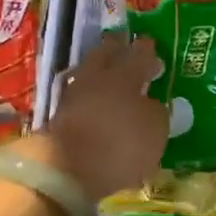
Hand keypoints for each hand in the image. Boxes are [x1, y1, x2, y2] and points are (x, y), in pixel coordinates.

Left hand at [27, 36, 167, 200]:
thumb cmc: (121, 145)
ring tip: (110, 75)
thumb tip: (150, 103)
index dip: (146, 50)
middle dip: (115, 48)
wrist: (67, 172)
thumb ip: (156, 111)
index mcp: (124, 75)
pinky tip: (97, 101)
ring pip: (88, 73)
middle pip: (105, 54)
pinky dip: (90, 95)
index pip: (138, 55)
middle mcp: (96, 78)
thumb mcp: (155, 129)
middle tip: (124, 44)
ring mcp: (74, 96)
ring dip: (99, 71)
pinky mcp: (59, 117)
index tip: (150, 43)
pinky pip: (80, 96)